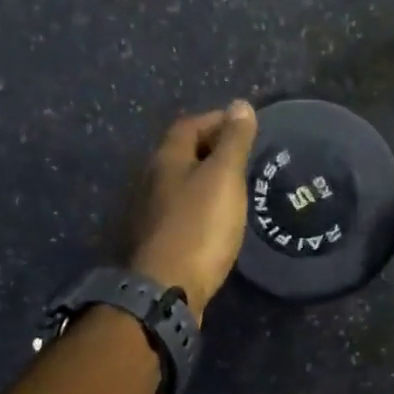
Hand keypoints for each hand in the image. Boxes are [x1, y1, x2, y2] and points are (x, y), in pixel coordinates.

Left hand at [129, 102, 258, 320]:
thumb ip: (234, 141)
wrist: (166, 289)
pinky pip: (179, 208)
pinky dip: (199, 203)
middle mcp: (151, 179)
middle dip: (211, 147)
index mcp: (166, 159)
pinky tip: (217, 217)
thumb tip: (240, 105)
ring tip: (235, 184)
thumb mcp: (224, 177)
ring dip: (204, 177)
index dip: (217, 120)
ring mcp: (149, 211)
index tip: (245, 126)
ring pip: (179, 181)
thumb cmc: (199, 226)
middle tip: (244, 154)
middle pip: (181, 152)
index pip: (189, 125)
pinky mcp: (154, 239)